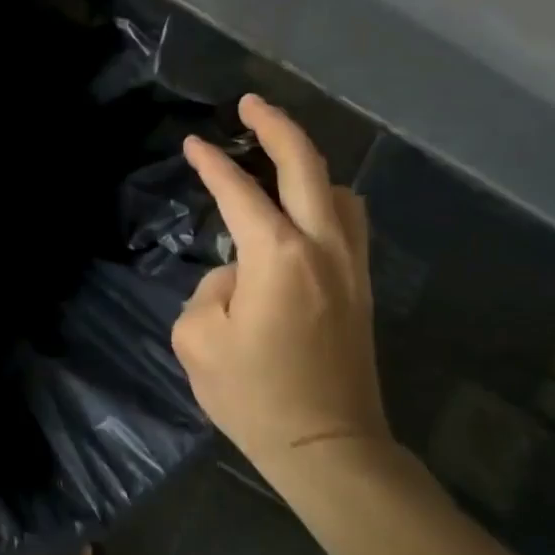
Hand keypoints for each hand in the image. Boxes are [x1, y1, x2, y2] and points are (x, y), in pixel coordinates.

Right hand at [173, 94, 389, 479]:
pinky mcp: (360, 289)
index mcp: (277, 255)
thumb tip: (237, 274)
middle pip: (307, 166)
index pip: (239, 191)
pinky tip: (305, 211)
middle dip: (277, 126)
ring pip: (340, 191)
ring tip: (277, 161)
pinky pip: (349, 222)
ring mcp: (350, 267)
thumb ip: (211, 287)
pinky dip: (327, 199)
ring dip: (309, 165)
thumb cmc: (254, 395)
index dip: (211, 163)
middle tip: (250, 104)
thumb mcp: (198, 337)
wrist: (329, 449)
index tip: (193, 144)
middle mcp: (322, 247)